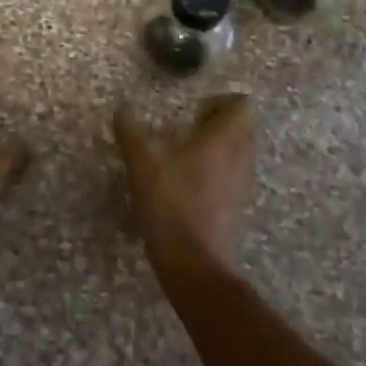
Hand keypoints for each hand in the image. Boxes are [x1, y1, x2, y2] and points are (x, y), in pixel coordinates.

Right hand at [113, 94, 255, 277]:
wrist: (194, 264)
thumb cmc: (171, 203)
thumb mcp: (142, 161)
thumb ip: (130, 130)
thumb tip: (123, 108)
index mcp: (226, 139)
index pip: (242, 104)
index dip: (219, 101)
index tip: (193, 110)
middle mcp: (242, 157)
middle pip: (241, 127)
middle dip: (216, 122)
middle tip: (185, 129)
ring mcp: (242, 184)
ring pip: (237, 152)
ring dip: (216, 147)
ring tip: (182, 155)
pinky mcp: (236, 207)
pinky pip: (232, 175)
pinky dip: (215, 171)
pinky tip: (186, 183)